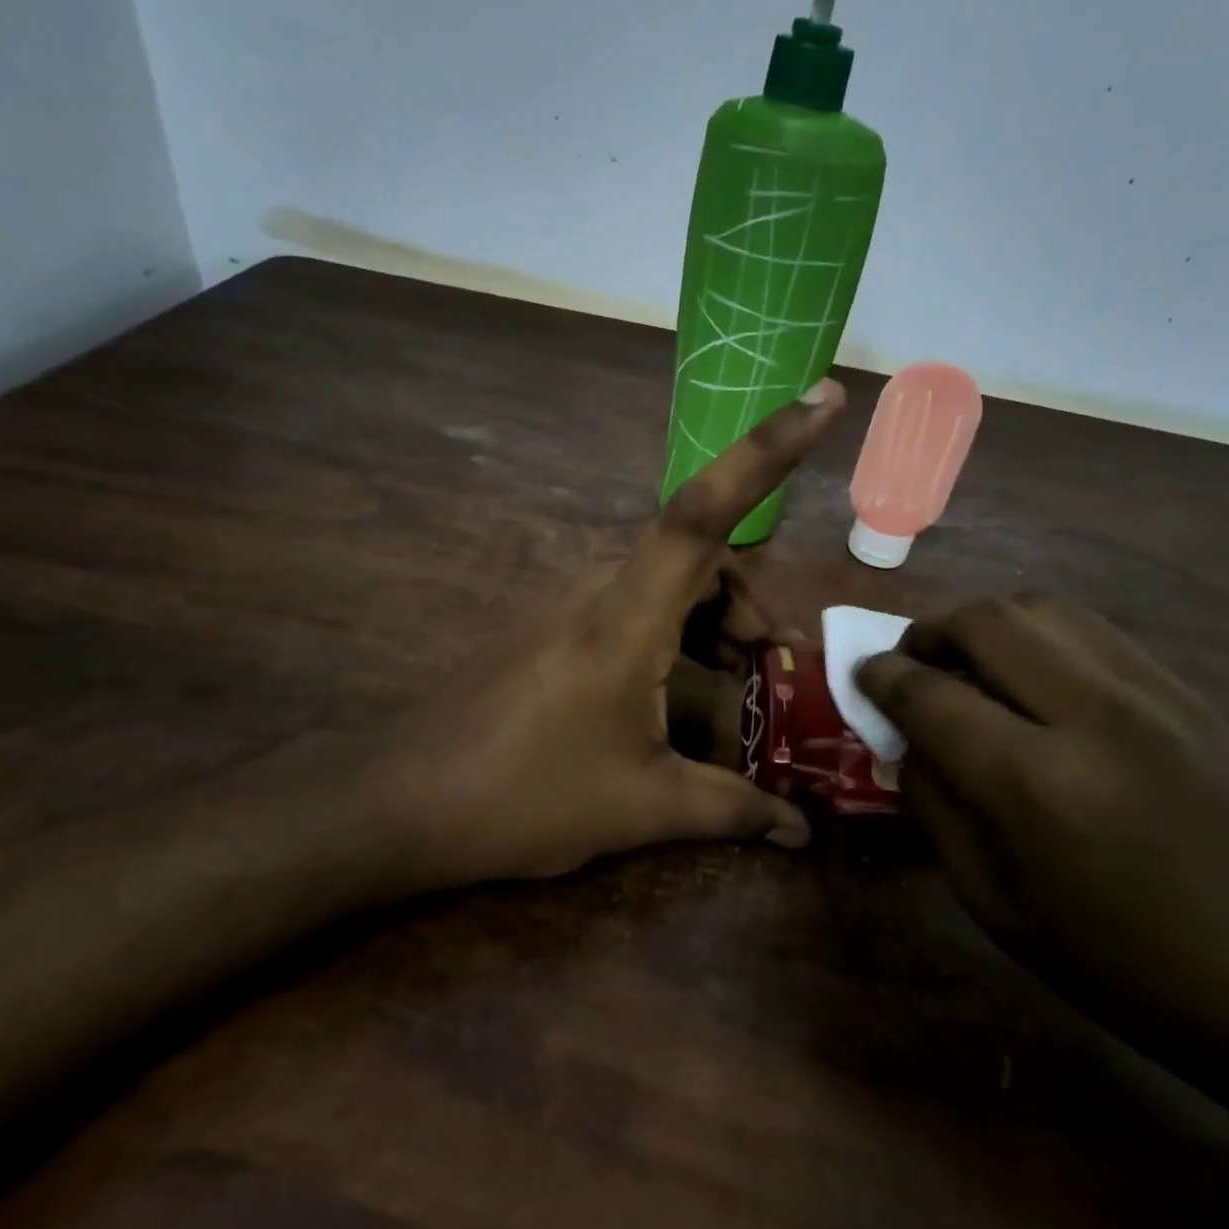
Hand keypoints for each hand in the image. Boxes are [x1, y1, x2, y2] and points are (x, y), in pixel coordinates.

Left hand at [398, 382, 845, 881]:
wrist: (402, 798)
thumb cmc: (525, 795)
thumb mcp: (643, 805)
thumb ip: (733, 809)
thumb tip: (803, 832)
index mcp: (629, 614)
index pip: (707, 510)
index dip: (769, 449)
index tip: (826, 396)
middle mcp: (602, 585)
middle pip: (701, 553)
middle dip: (752, 602)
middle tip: (775, 669)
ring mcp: (572, 600)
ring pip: (670, 580)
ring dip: (716, 619)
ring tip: (739, 681)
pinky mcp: (555, 623)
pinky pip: (636, 602)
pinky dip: (678, 631)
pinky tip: (681, 689)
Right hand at [856, 594, 1228, 1080]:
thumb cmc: (1131, 969)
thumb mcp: (1000, 909)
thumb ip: (937, 812)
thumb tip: (907, 744)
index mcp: (1036, 784)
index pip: (929, 693)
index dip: (881, 677)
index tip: (865, 676)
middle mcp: (1091, 715)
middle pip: (983, 622)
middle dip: (928, 632)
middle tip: (914, 665)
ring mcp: (1150, 694)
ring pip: (1040, 608)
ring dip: (985, 624)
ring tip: (973, 664)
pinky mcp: (1187, 693)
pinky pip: (1091, 630)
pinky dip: (1041, 636)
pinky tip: (1038, 678)